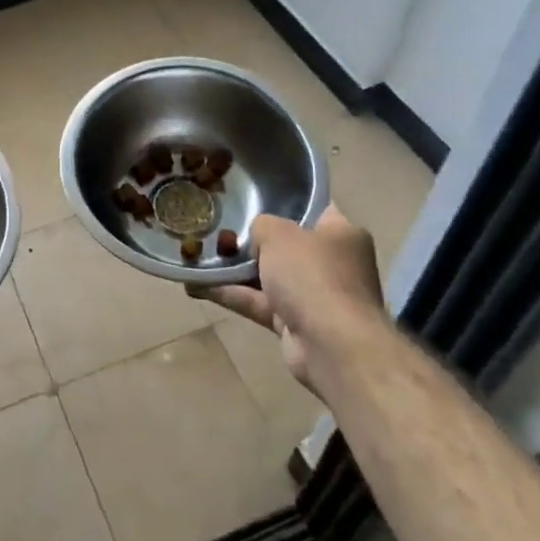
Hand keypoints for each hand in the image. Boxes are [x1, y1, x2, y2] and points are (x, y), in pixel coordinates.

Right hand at [191, 204, 382, 387]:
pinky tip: (198, 285)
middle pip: (288, 245)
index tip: (253, 194)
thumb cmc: (312, 275)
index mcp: (341, 233)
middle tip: (220, 225)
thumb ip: (262, 225)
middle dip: (255, 239)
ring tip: (201, 254)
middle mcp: (333, 263)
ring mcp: (315, 296)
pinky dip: (233, 295)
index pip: (314, 208)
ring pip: (271, 276)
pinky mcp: (296, 324)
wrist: (331, 346)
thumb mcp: (279, 233)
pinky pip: (260, 303)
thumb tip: (257, 235)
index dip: (285, 200)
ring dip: (238, 270)